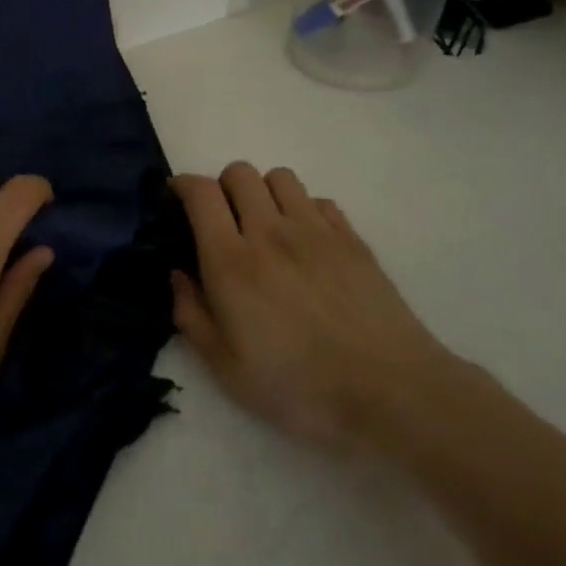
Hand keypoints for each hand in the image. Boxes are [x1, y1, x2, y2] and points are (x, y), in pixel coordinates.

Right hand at [169, 162, 448, 446]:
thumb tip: (178, 275)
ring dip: (262, 193)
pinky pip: (319, 200)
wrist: (390, 392)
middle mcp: (271, 233)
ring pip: (280, 178)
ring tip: (264, 227)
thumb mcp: (226, 368)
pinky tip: (305, 244)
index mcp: (231, 262)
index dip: (182, 186)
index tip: (175, 200)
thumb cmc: (298, 387)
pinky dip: (303, 210)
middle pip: (239, 173)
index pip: (201, 193)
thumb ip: (192, 315)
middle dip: (221, 188)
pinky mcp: (353, 240)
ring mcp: (317, 232)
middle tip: (221, 222)